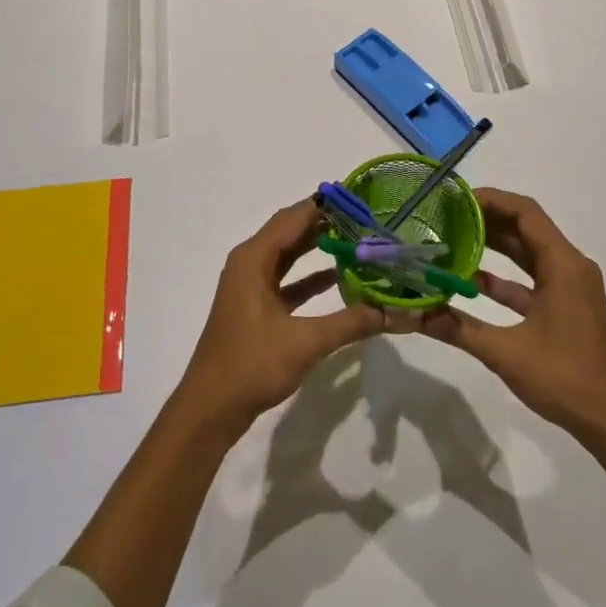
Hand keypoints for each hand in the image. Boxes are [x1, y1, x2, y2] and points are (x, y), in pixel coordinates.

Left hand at [174, 199, 385, 437]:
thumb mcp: (306, 342)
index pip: (293, 217)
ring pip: (287, 255)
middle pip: (290, 231)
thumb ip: (351, 322)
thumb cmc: (252, 365)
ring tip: (355, 240)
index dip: (324, 205)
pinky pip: (285, 280)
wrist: (210, 409)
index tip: (357, 198)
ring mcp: (249, 286)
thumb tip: (395, 310)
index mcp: (254, 258)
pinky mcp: (254, 307)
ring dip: (316, 247)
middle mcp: (249, 263)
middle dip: (324, 223)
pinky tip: (336, 278)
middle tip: (363, 217)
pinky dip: (308, 277)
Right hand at [421, 188, 605, 444]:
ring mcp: (570, 287)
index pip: (525, 212)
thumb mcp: (505, 353)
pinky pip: (531, 278)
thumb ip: (458, 328)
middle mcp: (570, 266)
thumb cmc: (565, 379)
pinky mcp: (566, 306)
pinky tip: (470, 280)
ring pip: (527, 252)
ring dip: (493, 245)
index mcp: (563, 265)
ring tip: (451, 240)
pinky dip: (503, 276)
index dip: (490, 199)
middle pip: (525, 227)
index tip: (454, 200)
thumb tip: (414, 315)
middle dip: (486, 220)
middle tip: (445, 217)